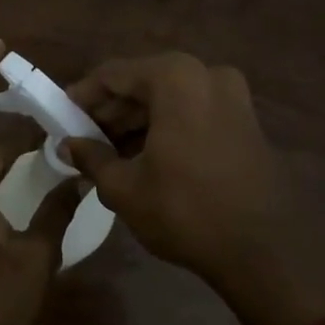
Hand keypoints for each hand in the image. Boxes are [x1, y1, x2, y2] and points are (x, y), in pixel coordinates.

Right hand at [64, 54, 324, 324]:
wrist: (265, 251)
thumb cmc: (185, 211)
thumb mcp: (125, 187)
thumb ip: (91, 158)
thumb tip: (66, 146)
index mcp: (175, 78)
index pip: (113, 74)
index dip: (82, 95)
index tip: (60, 116)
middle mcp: (207, 75)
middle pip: (143, 83)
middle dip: (110, 111)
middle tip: (82, 139)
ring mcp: (232, 97)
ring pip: (169, 99)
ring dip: (136, 122)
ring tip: (107, 154)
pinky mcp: (245, 121)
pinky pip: (193, 113)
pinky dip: (165, 128)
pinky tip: (143, 158)